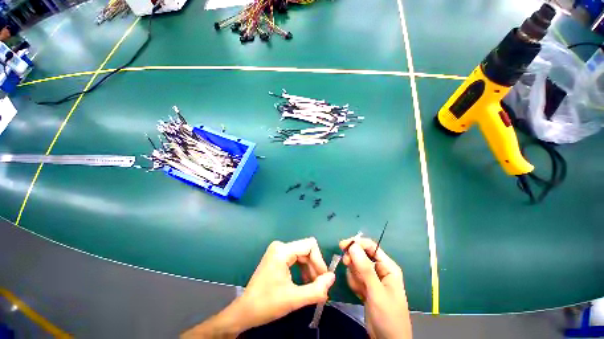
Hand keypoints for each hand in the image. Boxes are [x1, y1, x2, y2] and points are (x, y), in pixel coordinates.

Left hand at [237, 237, 335, 328]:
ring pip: (302, 253)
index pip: (310, 245)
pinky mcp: (277, 256)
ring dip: (310, 268)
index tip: (324, 278)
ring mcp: (278, 250)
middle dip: (315, 266)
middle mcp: (280, 246)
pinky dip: (303, 268)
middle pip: (306, 249)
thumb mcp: (294, 299)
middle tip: (320, 285)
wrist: (245, 311)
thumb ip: (316, 289)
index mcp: (282, 251)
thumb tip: (332, 277)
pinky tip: (305, 281)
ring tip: (314, 286)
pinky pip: (296, 257)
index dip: (319, 260)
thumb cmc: (267, 304)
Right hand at [340, 237, 411, 338]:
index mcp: (387, 266)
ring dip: (354, 276)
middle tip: (346, 265)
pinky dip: (354, 283)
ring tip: (360, 290)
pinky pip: (355, 277)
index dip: (356, 243)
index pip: (370, 246)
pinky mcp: (366, 286)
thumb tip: (353, 246)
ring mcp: (372, 278)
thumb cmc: (388, 316)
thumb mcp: (376, 292)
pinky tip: (360, 294)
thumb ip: (365, 268)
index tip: (342, 246)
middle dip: (353, 262)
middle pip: (361, 255)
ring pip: (356, 266)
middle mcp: (380, 269)